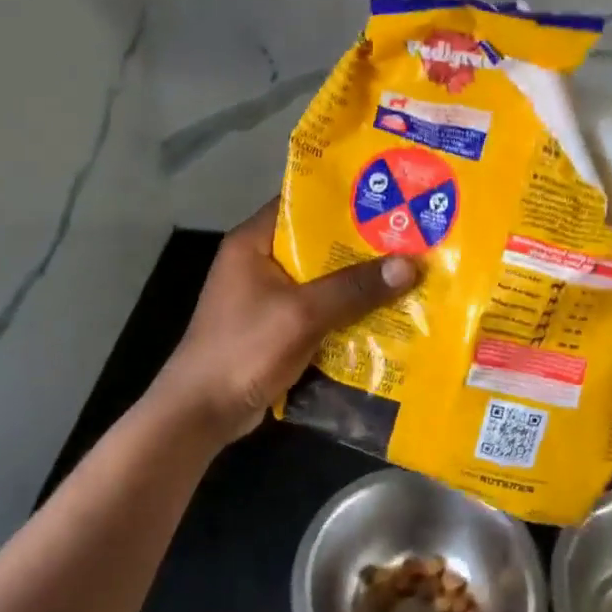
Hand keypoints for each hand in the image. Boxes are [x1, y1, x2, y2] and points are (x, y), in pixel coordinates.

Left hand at [148, 198, 419, 447]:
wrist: (200, 414)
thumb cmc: (243, 349)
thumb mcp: (302, 314)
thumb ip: (354, 288)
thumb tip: (410, 264)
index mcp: (254, 241)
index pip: (302, 202)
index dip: (344, 198)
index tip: (389, 197)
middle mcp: (260, 260)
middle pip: (318, 242)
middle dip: (361, 243)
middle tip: (410, 237)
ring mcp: (267, 296)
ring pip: (322, 277)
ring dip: (357, 280)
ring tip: (408, 270)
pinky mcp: (276, 326)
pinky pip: (319, 308)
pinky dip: (346, 310)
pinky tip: (385, 312)